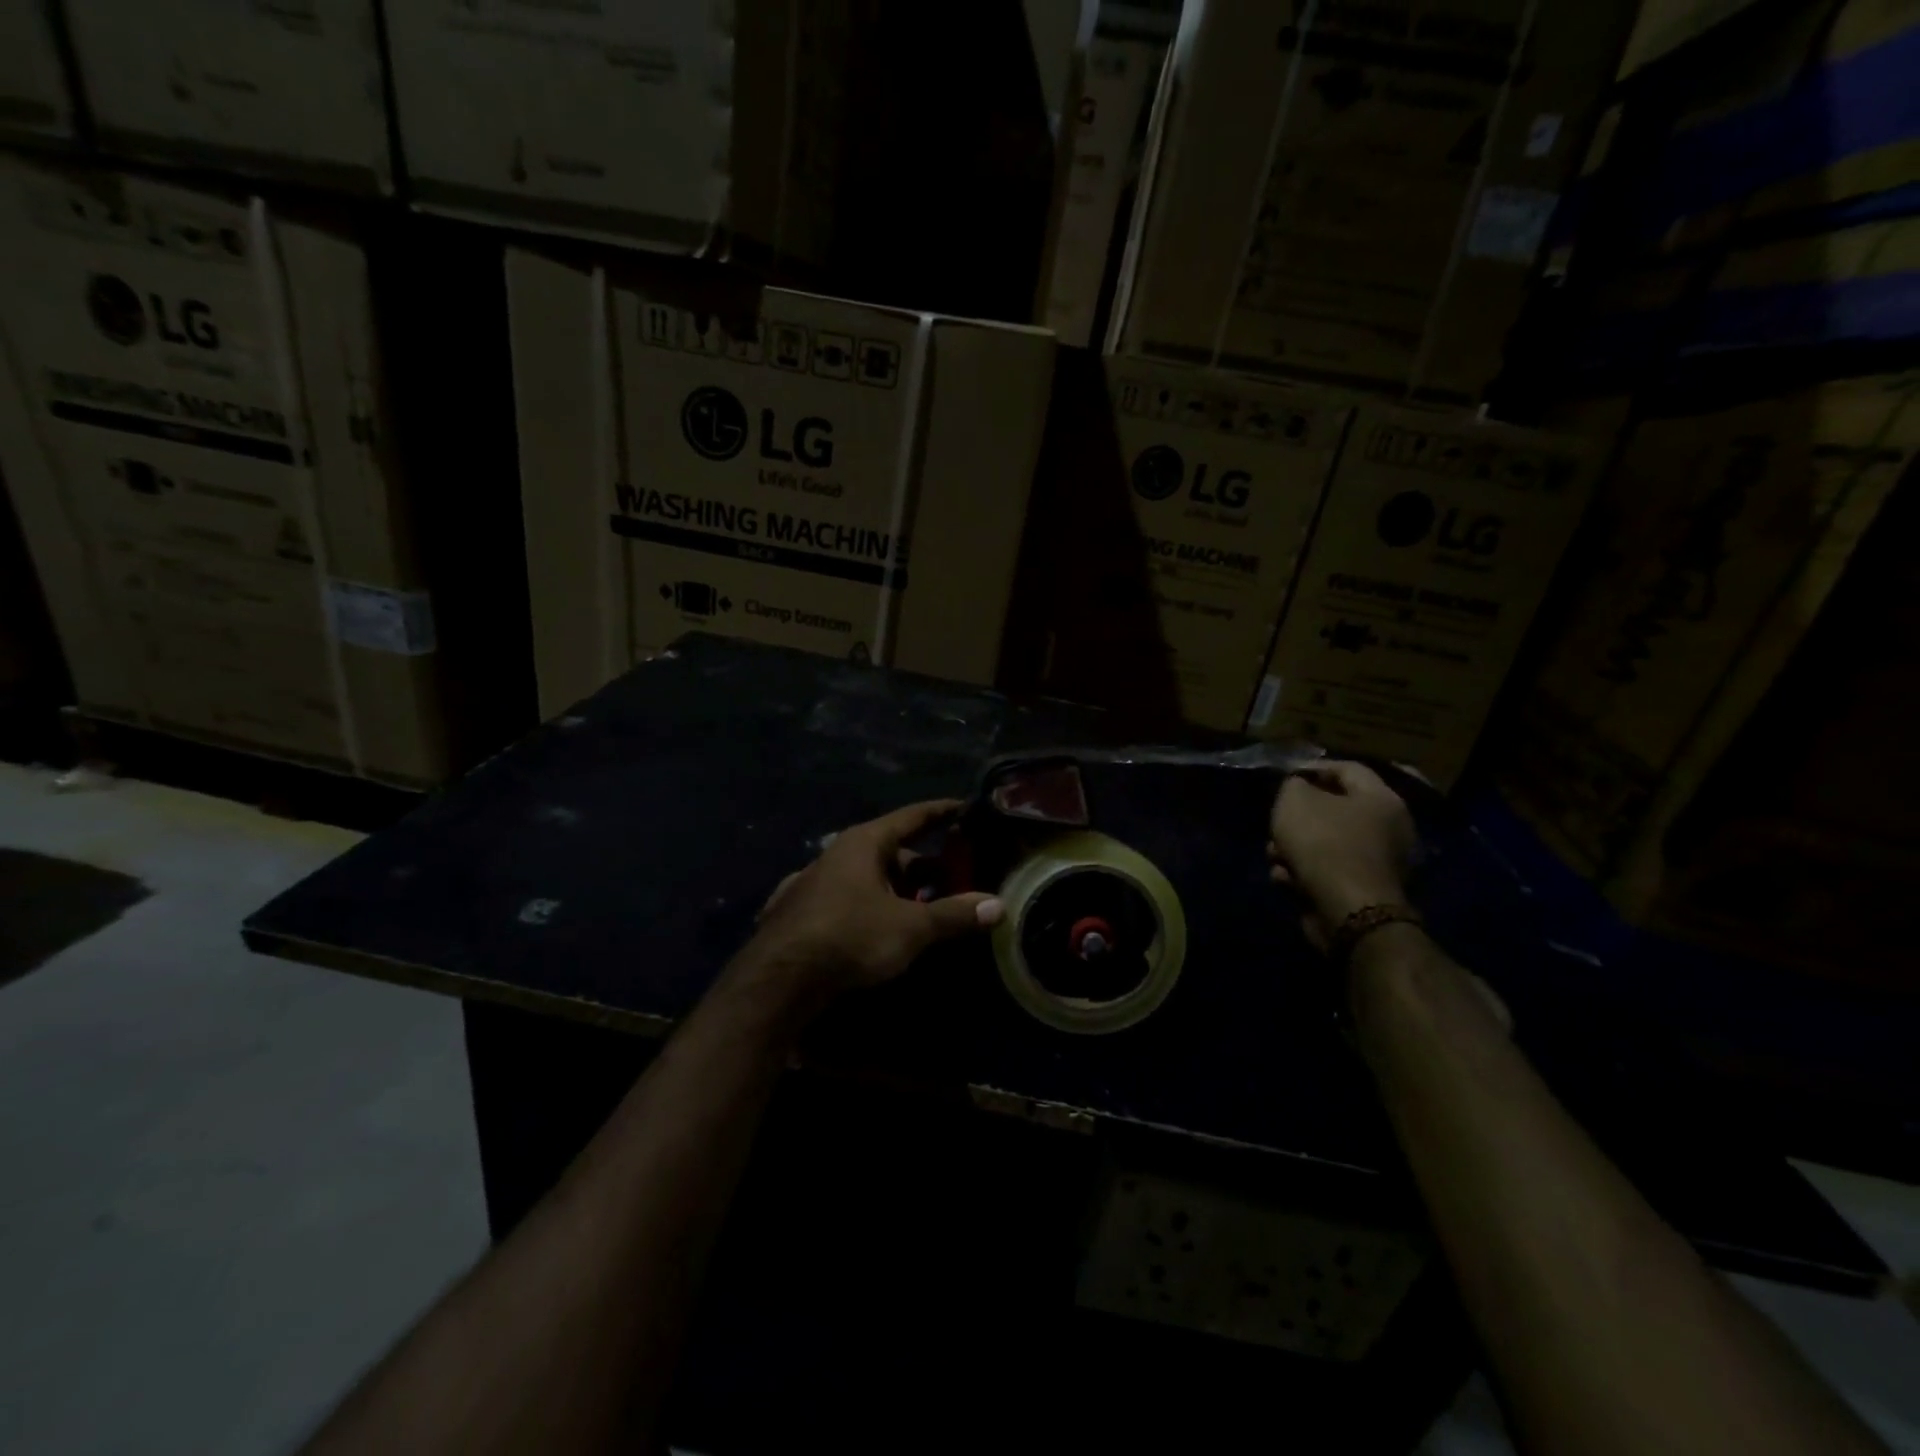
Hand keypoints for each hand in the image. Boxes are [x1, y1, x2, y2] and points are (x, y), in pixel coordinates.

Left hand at [749, 800, 1003, 996]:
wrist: (778, 980)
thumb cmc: (850, 937)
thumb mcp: (911, 927)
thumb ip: (954, 915)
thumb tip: (998, 905)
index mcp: (864, 843)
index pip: (912, 817)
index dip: (942, 812)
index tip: (966, 808)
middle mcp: (837, 854)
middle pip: (892, 851)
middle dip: (925, 866)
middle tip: (956, 878)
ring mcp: (815, 883)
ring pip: (869, 878)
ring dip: (898, 891)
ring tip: (926, 910)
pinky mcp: (801, 912)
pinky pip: (848, 901)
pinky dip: (871, 908)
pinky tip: (881, 930)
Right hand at [1267, 761, 1415, 949]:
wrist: (1347, 911)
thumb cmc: (1324, 843)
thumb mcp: (1295, 801)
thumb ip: (1293, 785)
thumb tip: (1298, 788)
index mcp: (1381, 799)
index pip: (1347, 768)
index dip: (1312, 768)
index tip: (1284, 776)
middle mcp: (1388, 828)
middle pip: (1332, 810)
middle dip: (1297, 818)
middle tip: (1276, 821)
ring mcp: (1377, 863)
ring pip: (1324, 844)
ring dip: (1293, 848)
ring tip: (1274, 856)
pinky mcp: (1361, 891)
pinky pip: (1326, 872)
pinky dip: (1303, 873)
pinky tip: (1285, 879)